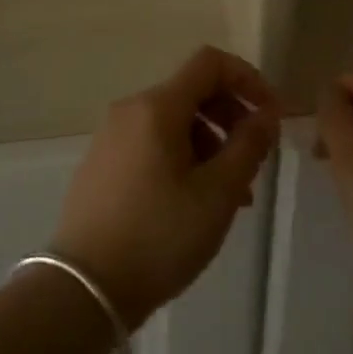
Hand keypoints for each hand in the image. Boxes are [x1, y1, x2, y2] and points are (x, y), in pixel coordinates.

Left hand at [51, 46, 278, 328]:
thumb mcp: (218, 193)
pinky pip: (152, 144)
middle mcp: (130, 110)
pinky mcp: (101, 165)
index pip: (210, 62)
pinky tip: (194, 204)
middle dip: (231, 118)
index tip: (270, 116)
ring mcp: (111, 138)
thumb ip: (249, 145)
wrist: (82, 291)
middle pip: (193, 92)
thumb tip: (266, 114)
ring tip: (230, 196)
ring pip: (174, 123)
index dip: (248, 79)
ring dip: (210, 145)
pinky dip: (183, 159)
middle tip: (253, 161)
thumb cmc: (159, 236)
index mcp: (158, 106)